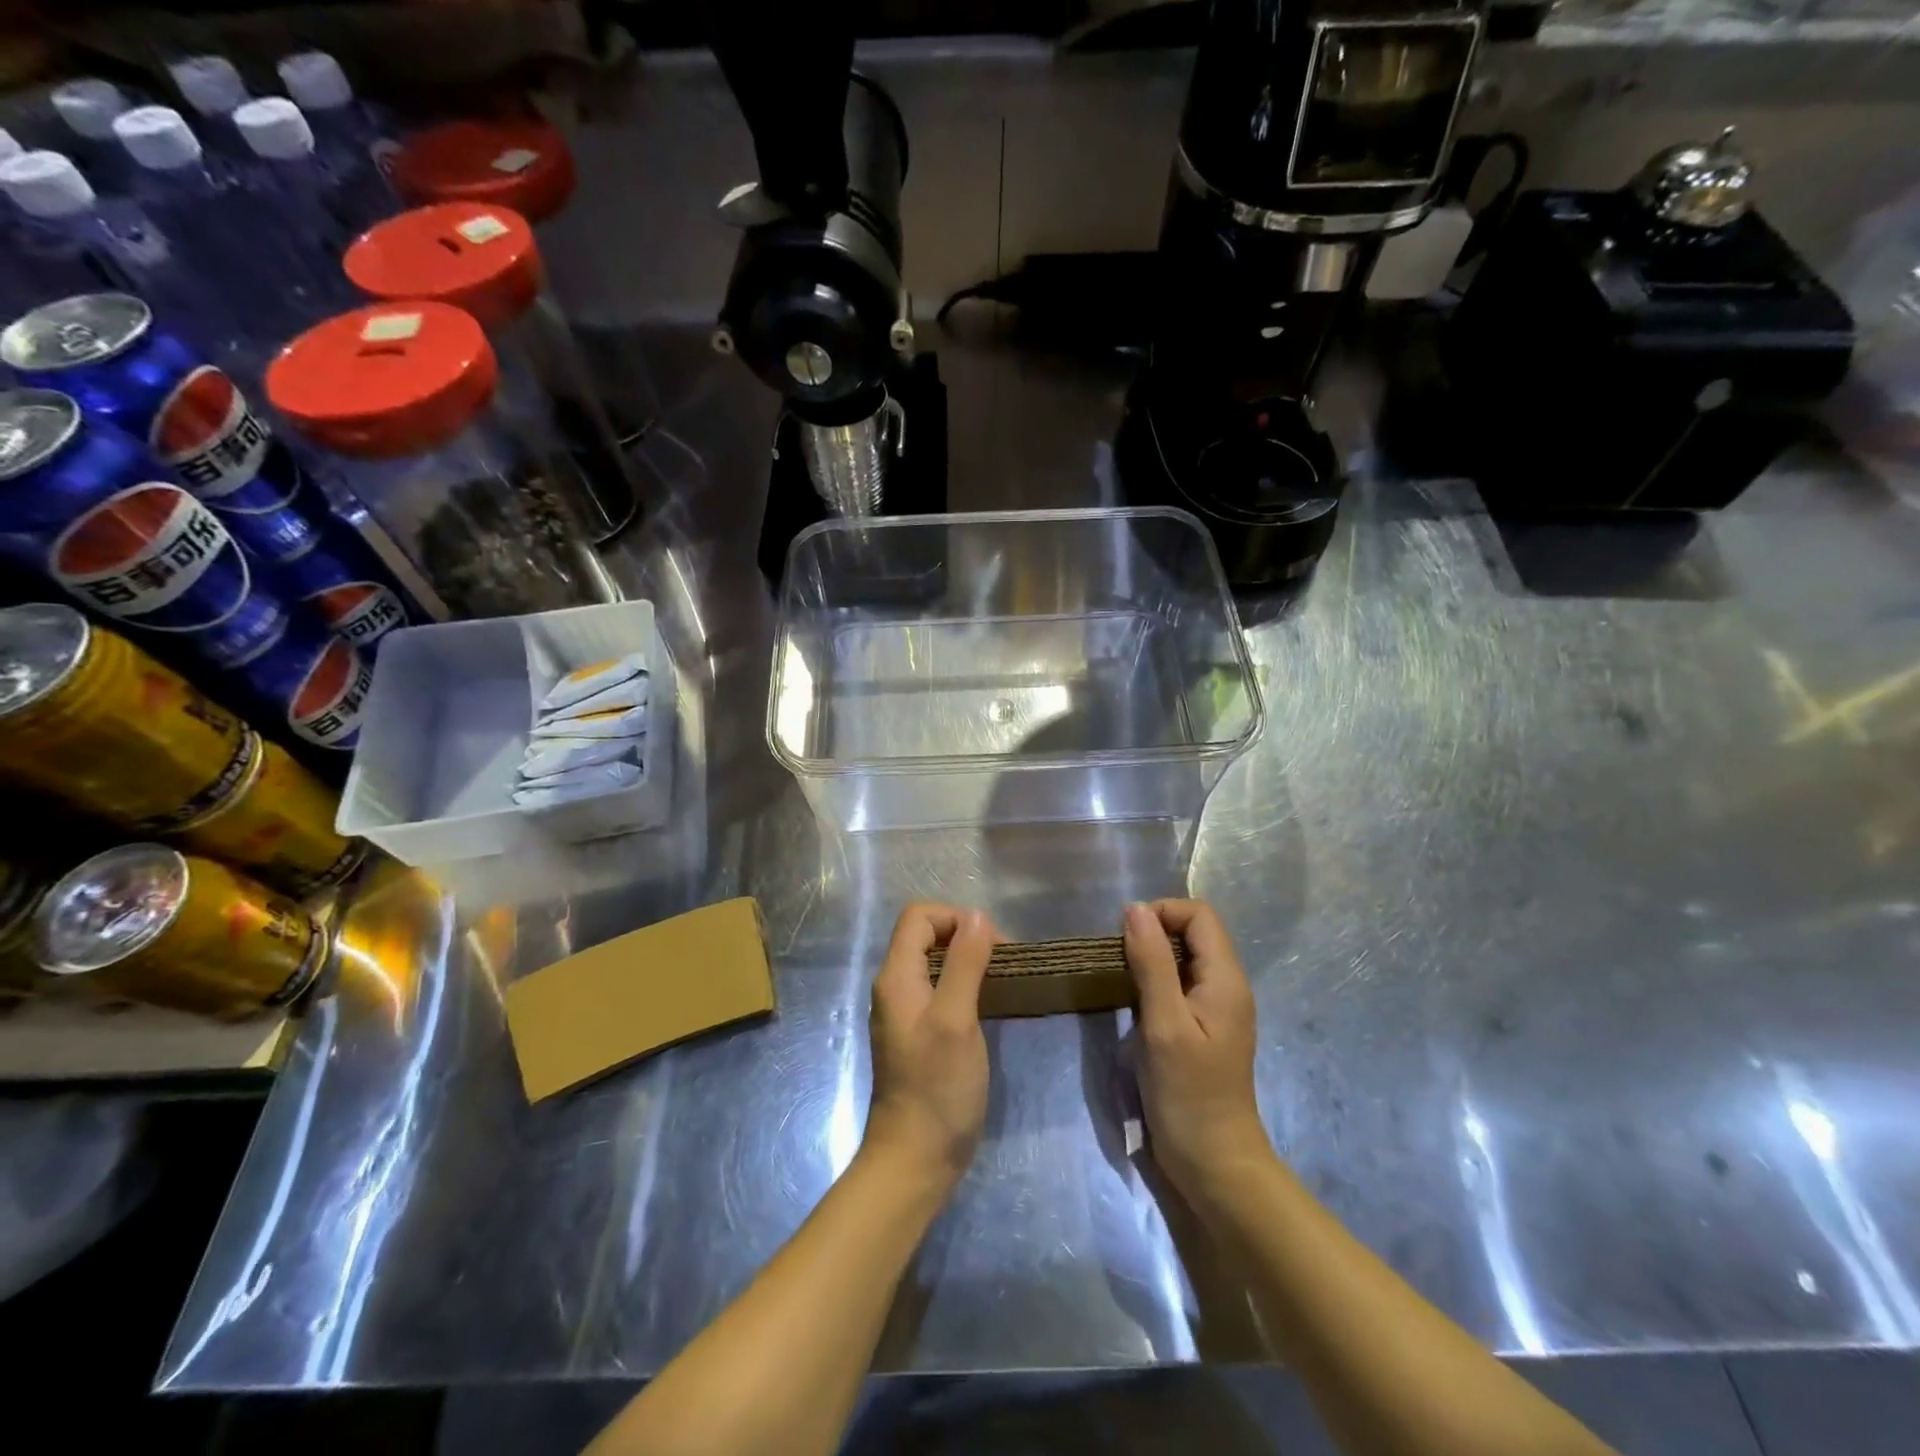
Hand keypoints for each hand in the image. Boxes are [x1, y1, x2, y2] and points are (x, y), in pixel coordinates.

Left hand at [863, 903, 998, 1191]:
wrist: (916, 1158)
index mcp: (896, 977)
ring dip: (969, 961)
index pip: (918, 916)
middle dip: (966, 936)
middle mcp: (895, 987)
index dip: (956, 918)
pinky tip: (988, 1005)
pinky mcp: (920, 1032)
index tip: (992, 945)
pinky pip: (940, 989)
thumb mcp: (956, 1020)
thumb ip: (964, 964)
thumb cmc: (937, 1087)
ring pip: (935, 962)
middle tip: (1003, 962)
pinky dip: (965, 985)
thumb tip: (977, 916)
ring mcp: (906, 1011)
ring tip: (1001, 980)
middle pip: (927, 935)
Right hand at [1123, 900, 1273, 1201]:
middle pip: (1193, 934)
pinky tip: (1132, 1004)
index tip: (1126, 936)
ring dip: (1150, 959)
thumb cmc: (1189, 1094)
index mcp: (1226, 980)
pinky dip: (1153, 983)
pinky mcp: (1201, 1029)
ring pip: (1183, 960)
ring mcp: (1215, 1009)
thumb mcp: (1164, 1024)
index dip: (1162, 913)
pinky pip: (1178, 986)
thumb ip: (1151, 963)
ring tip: (1120, 979)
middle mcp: (1226, 987)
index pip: (1199, 915)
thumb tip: (1135, 909)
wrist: (1214, 1164)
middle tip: (1117, 959)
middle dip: (1153, 933)